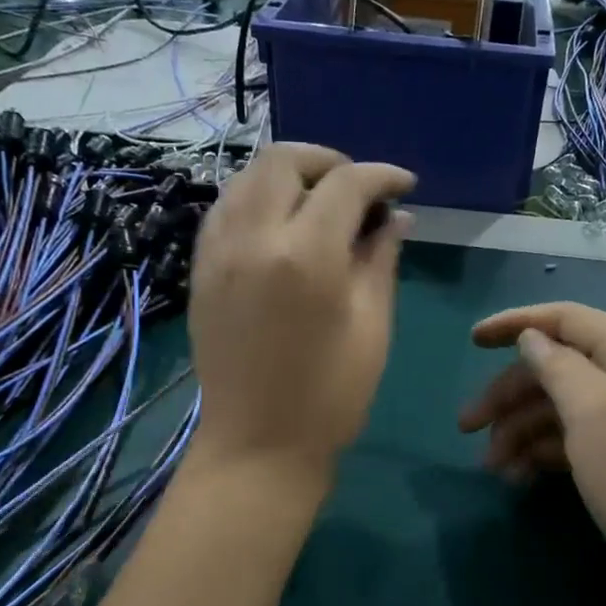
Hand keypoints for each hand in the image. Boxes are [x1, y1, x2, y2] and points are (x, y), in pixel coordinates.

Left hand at [189, 143, 413, 476]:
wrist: (258, 444)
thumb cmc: (331, 394)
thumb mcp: (372, 325)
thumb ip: (380, 259)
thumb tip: (396, 217)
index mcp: (307, 255)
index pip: (347, 184)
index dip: (382, 176)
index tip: (405, 185)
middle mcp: (254, 237)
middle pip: (285, 160)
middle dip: (329, 161)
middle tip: (359, 188)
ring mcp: (218, 251)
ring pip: (247, 177)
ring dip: (289, 175)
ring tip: (321, 200)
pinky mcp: (200, 269)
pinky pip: (226, 208)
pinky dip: (257, 198)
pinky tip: (281, 223)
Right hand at [457, 302, 605, 605]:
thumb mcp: (593, 409)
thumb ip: (557, 366)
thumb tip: (532, 338)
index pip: (567, 320)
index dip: (518, 323)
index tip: (472, 341)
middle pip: (555, 369)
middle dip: (508, 394)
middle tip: (466, 426)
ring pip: (556, 409)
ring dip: (518, 430)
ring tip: (492, 466)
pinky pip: (567, 442)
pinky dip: (538, 453)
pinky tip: (517, 478)